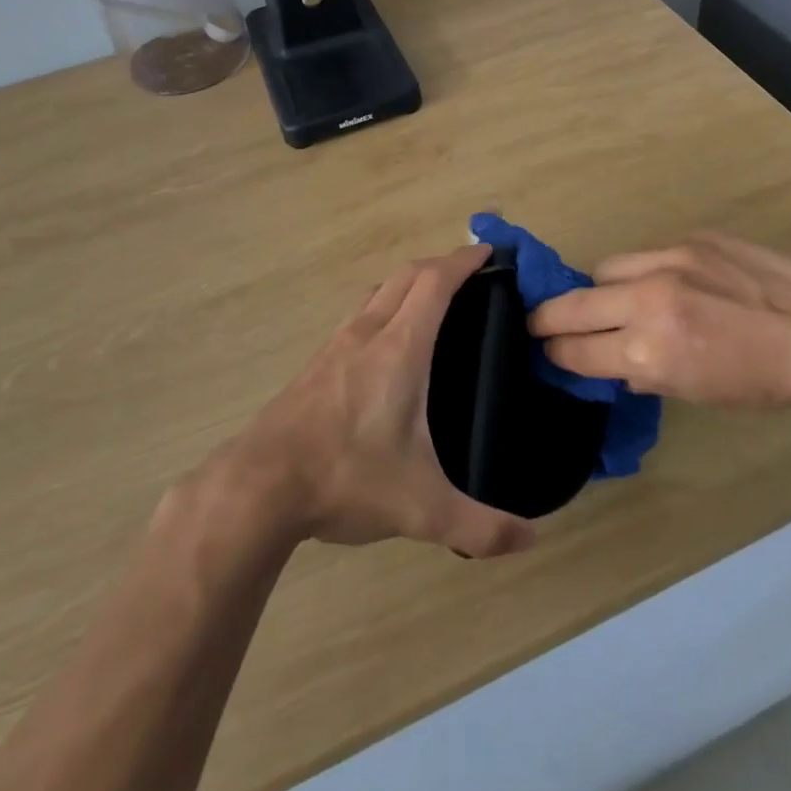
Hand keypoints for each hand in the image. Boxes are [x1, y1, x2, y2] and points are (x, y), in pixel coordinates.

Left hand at [210, 244, 535, 558]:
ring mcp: (336, 345)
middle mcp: (367, 333)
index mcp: (399, 349)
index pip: (435, 282)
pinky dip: (385, 306)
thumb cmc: (346, 478)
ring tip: (435, 302)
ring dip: (410, 282)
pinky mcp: (316, 363)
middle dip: (441, 264)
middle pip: (407, 275)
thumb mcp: (422, 509)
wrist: (258, 486)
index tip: (489, 252)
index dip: (464, 260)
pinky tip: (388, 343)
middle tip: (472, 274)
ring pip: (379, 292)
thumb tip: (531, 539)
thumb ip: (480, 526)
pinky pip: (359, 315)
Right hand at [529, 231, 790, 408]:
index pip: (576, 349)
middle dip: (548, 317)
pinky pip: (646, 255)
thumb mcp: (693, 392)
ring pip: (605, 269)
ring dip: (598, 289)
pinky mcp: (690, 239)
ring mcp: (669, 261)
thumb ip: (642, 370)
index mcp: (649, 350)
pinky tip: (662, 284)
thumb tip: (610, 357)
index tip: (545, 349)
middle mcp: (648, 300)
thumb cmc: (761, 381)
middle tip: (539, 323)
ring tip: (610, 300)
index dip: (555, 352)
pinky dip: (641, 273)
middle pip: (574, 303)